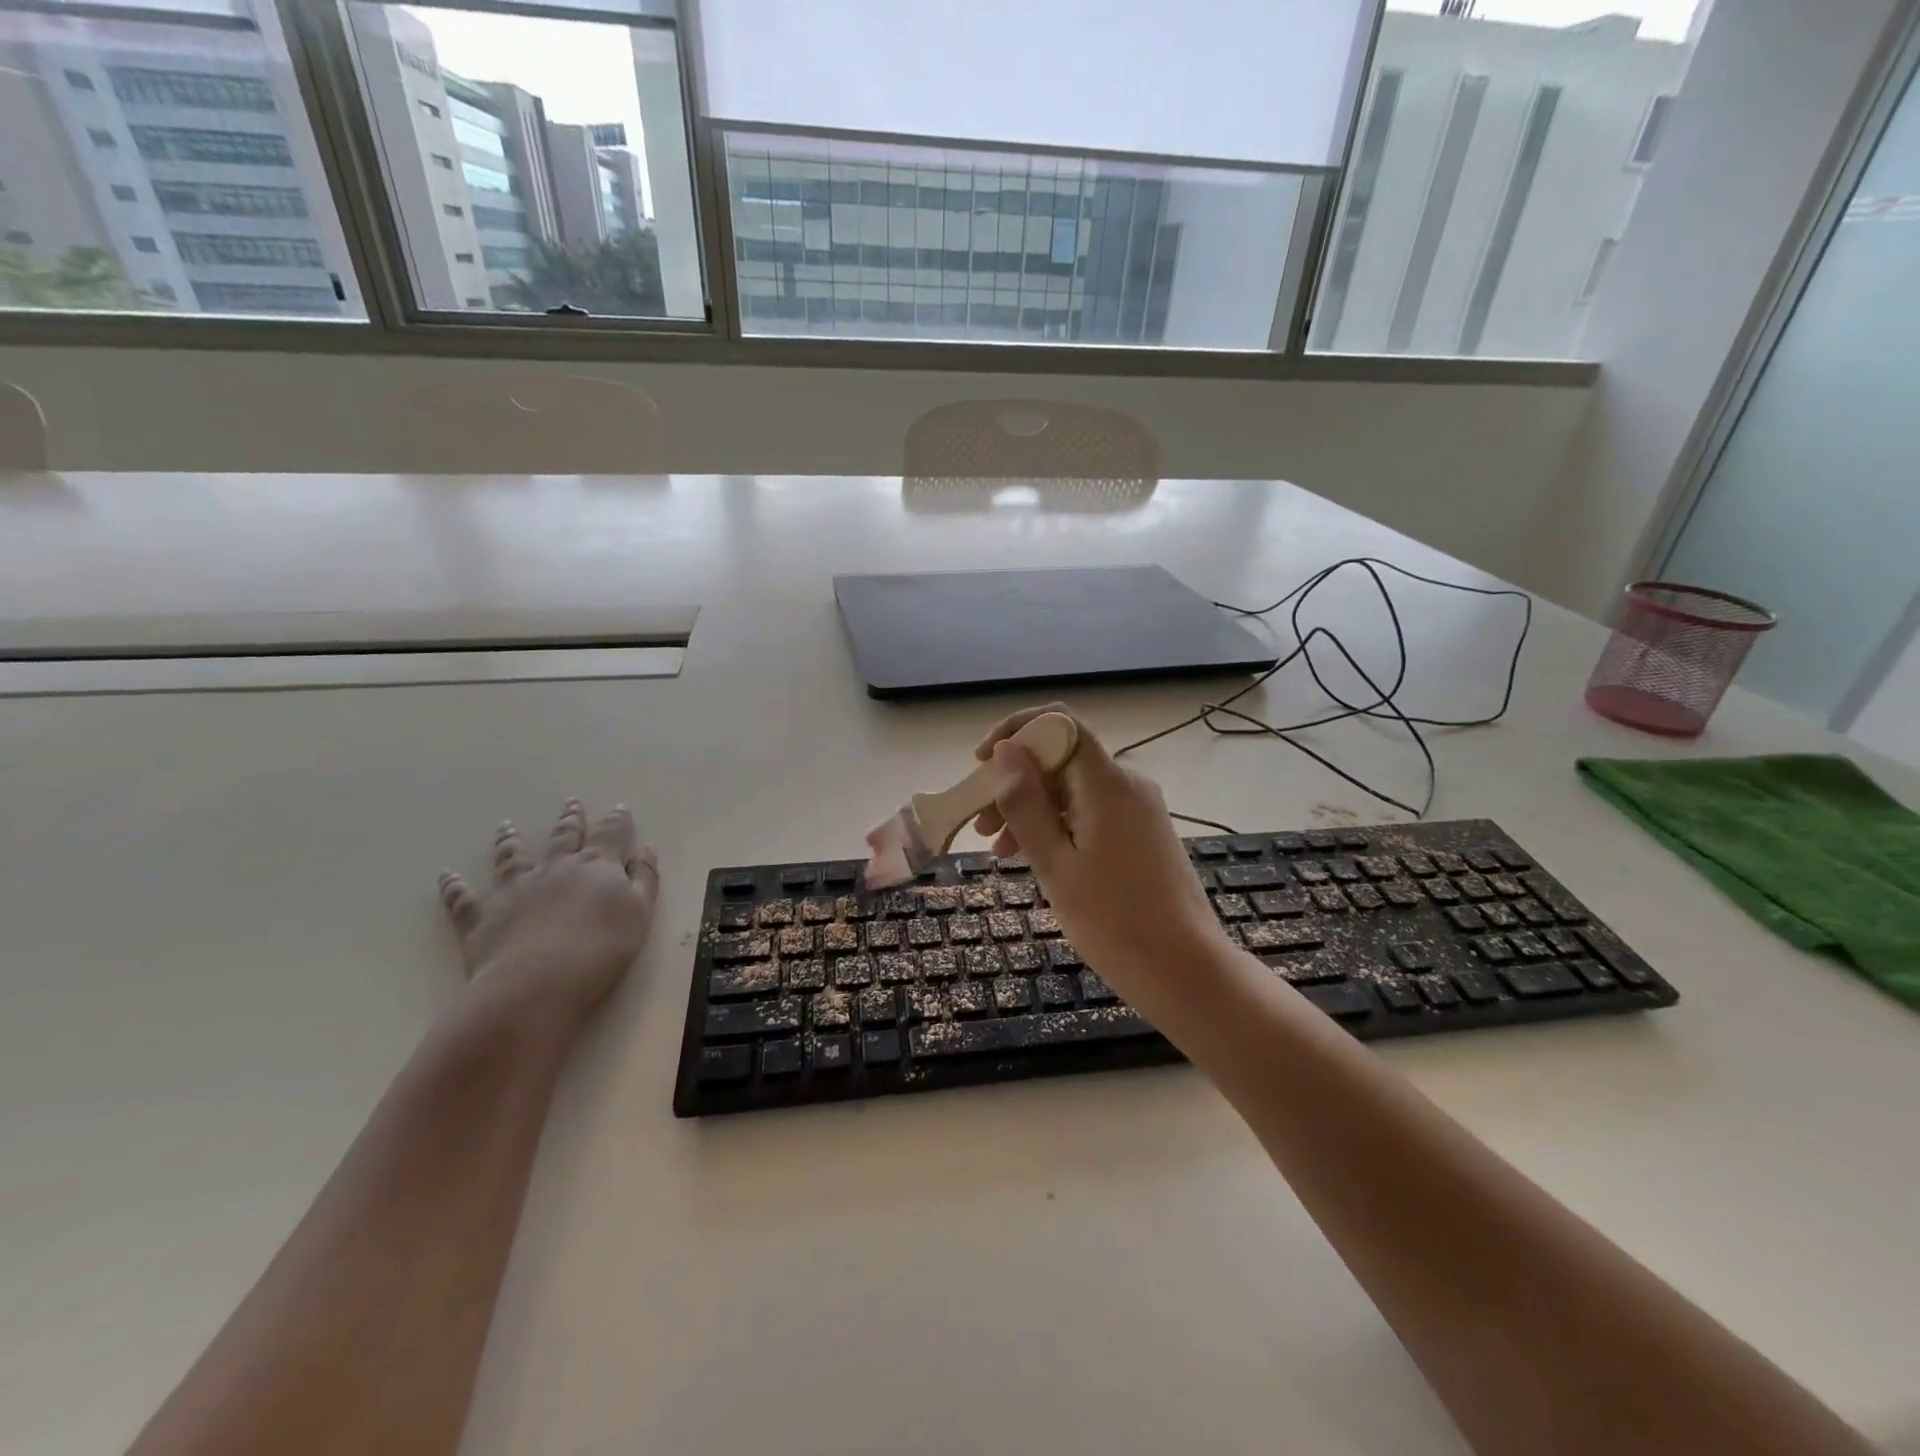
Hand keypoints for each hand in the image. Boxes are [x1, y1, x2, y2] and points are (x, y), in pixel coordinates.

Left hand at [436, 799, 658, 1025]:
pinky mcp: (482, 918)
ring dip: (510, 840)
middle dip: (570, 819)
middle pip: (563, 837)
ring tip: (506, 825)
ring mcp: (515, 891)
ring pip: (512, 857)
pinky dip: (454, 886)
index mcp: (596, 867)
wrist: (539, 984)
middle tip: (571, 803)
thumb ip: (644, 879)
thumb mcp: (640, 913)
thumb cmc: (601, 950)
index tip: (620, 808)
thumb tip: (646, 850)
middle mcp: (555, 869)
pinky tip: (446, 875)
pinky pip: (463, 899)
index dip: (617, 821)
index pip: (611, 835)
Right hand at [972, 706, 1234, 1012]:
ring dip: (1033, 808)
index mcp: (1107, 783)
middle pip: (1062, 758)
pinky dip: (1059, 826)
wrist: (1186, 971)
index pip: (1060, 723)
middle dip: (1016, 782)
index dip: (1016, 731)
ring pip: (1073, 789)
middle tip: (981, 825)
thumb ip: (1026, 804)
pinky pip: (1091, 812)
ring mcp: (1139, 809)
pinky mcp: (1143, 833)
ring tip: (1000, 851)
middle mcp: (1127, 784)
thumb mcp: (1056, 864)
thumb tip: (1006, 751)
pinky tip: (1036, 857)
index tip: (982, 761)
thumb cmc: (1114, 922)